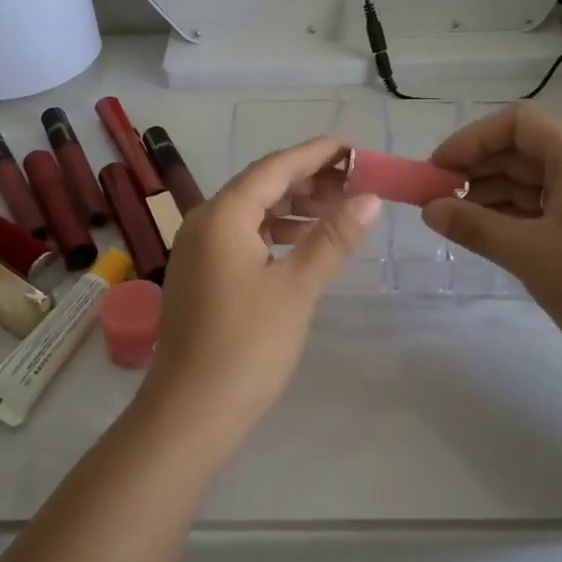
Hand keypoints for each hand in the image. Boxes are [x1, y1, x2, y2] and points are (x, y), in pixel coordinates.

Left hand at [141, 137, 382, 449]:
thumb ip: (333, 239)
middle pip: (261, 185)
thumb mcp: (297, 288)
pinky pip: (242, 236)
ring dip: (293, 206)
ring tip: (338, 210)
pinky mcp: (201, 274)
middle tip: (355, 181)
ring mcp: (198, 249)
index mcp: (223, 215)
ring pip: (252, 211)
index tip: (354, 147)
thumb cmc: (247, 346)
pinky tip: (302, 243)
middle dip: (308, 179)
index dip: (316, 154)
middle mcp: (204, 222)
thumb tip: (370, 198)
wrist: (190, 413)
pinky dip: (275, 232)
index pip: (276, 167)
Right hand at [422, 105, 561, 392]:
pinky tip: (483, 230)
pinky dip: (512, 214)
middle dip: (476, 168)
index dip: (472, 139)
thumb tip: (428, 209)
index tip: (438, 168)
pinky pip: (545, 205)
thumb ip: (472, 226)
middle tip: (435, 196)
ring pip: (531, 180)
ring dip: (490, 193)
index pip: (517, 123)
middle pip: (523, 149)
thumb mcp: (528, 253)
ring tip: (451, 217)